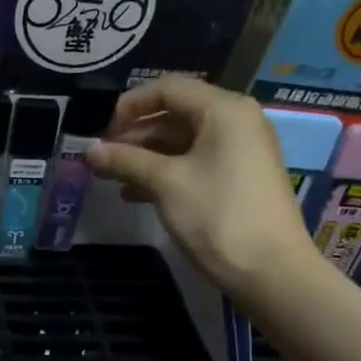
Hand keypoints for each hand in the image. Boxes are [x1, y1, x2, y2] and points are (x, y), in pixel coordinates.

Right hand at [87, 74, 319, 298]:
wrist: (270, 271)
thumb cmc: (217, 216)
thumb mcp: (166, 184)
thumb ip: (127, 160)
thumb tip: (90, 151)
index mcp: (224, 110)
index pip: (168, 89)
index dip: (130, 105)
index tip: (102, 132)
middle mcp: (237, 122)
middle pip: (176, 114)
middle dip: (136, 135)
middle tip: (103, 159)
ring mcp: (242, 151)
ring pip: (184, 142)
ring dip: (146, 157)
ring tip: (113, 178)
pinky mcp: (241, 179)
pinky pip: (197, 163)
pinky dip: (167, 173)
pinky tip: (136, 194)